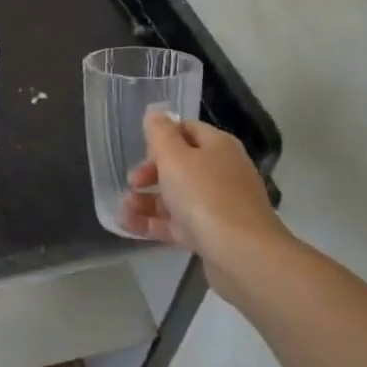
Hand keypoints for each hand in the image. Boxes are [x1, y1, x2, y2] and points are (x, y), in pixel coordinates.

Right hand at [119, 111, 283, 265]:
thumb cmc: (205, 195)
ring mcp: (219, 205)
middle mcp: (222, 172)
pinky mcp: (213, 234)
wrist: (242, 255)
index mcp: (218, 146)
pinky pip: (179, 223)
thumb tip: (156, 112)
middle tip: (132, 182)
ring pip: (177, 196)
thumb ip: (160, 133)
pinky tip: (128, 226)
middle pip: (181, 164)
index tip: (140, 151)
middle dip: (151, 173)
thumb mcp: (175, 157)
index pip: (188, 130)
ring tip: (123, 209)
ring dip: (147, 200)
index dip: (162, 137)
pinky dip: (154, 223)